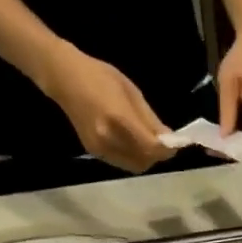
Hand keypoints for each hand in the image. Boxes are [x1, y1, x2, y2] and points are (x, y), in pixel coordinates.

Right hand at [41, 43, 174, 173]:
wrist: (64, 78)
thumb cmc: (100, 77)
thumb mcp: (132, 92)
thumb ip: (151, 120)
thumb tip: (170, 139)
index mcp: (119, 120)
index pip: (151, 147)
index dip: (167, 149)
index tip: (177, 143)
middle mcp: (108, 139)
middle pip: (144, 162)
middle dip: (158, 156)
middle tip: (164, 143)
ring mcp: (99, 148)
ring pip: (133, 166)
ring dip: (146, 158)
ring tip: (149, 142)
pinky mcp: (93, 152)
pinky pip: (121, 162)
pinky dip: (133, 156)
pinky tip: (134, 143)